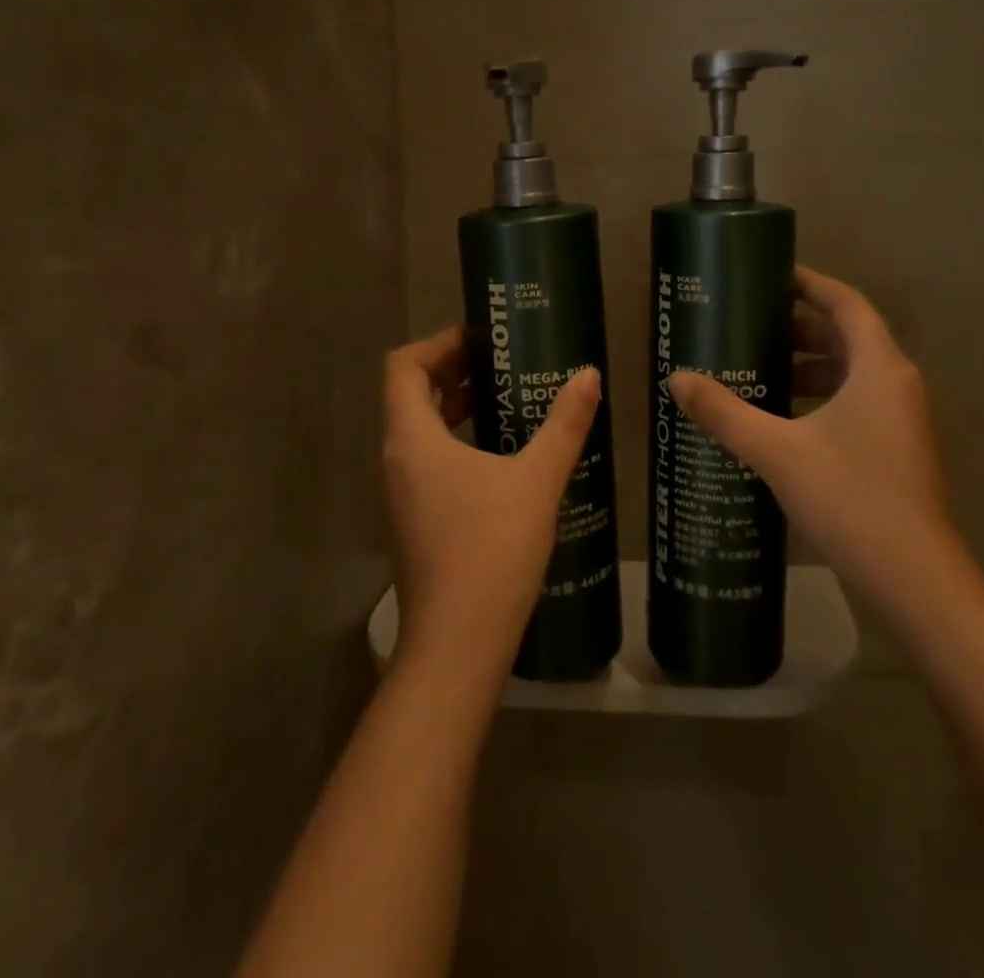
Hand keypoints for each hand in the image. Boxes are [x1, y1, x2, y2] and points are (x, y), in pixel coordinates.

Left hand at [382, 327, 601, 685]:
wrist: (458, 644)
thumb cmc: (492, 550)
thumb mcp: (537, 480)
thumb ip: (565, 424)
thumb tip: (588, 375)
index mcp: (412, 439)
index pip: (403, 367)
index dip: (437, 344)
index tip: (480, 339)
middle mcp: (394, 460)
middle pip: (408, 395)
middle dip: (450, 371)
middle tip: (499, 362)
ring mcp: (398, 494)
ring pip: (416, 430)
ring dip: (452, 406)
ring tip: (501, 399)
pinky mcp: (411, 520)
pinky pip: (424, 460)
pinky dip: (452, 440)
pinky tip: (496, 455)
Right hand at [667, 268, 951, 612]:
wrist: (916, 580)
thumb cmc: (851, 499)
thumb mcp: (778, 451)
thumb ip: (725, 412)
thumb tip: (677, 380)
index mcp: (878, 368)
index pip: (846, 303)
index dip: (810, 284)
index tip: (770, 277)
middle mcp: (895, 384)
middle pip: (847, 336)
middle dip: (799, 328)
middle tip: (750, 329)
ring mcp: (900, 419)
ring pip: (851, 373)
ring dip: (809, 365)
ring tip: (759, 371)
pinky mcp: (895, 449)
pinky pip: (855, 402)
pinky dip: (820, 397)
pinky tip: (782, 421)